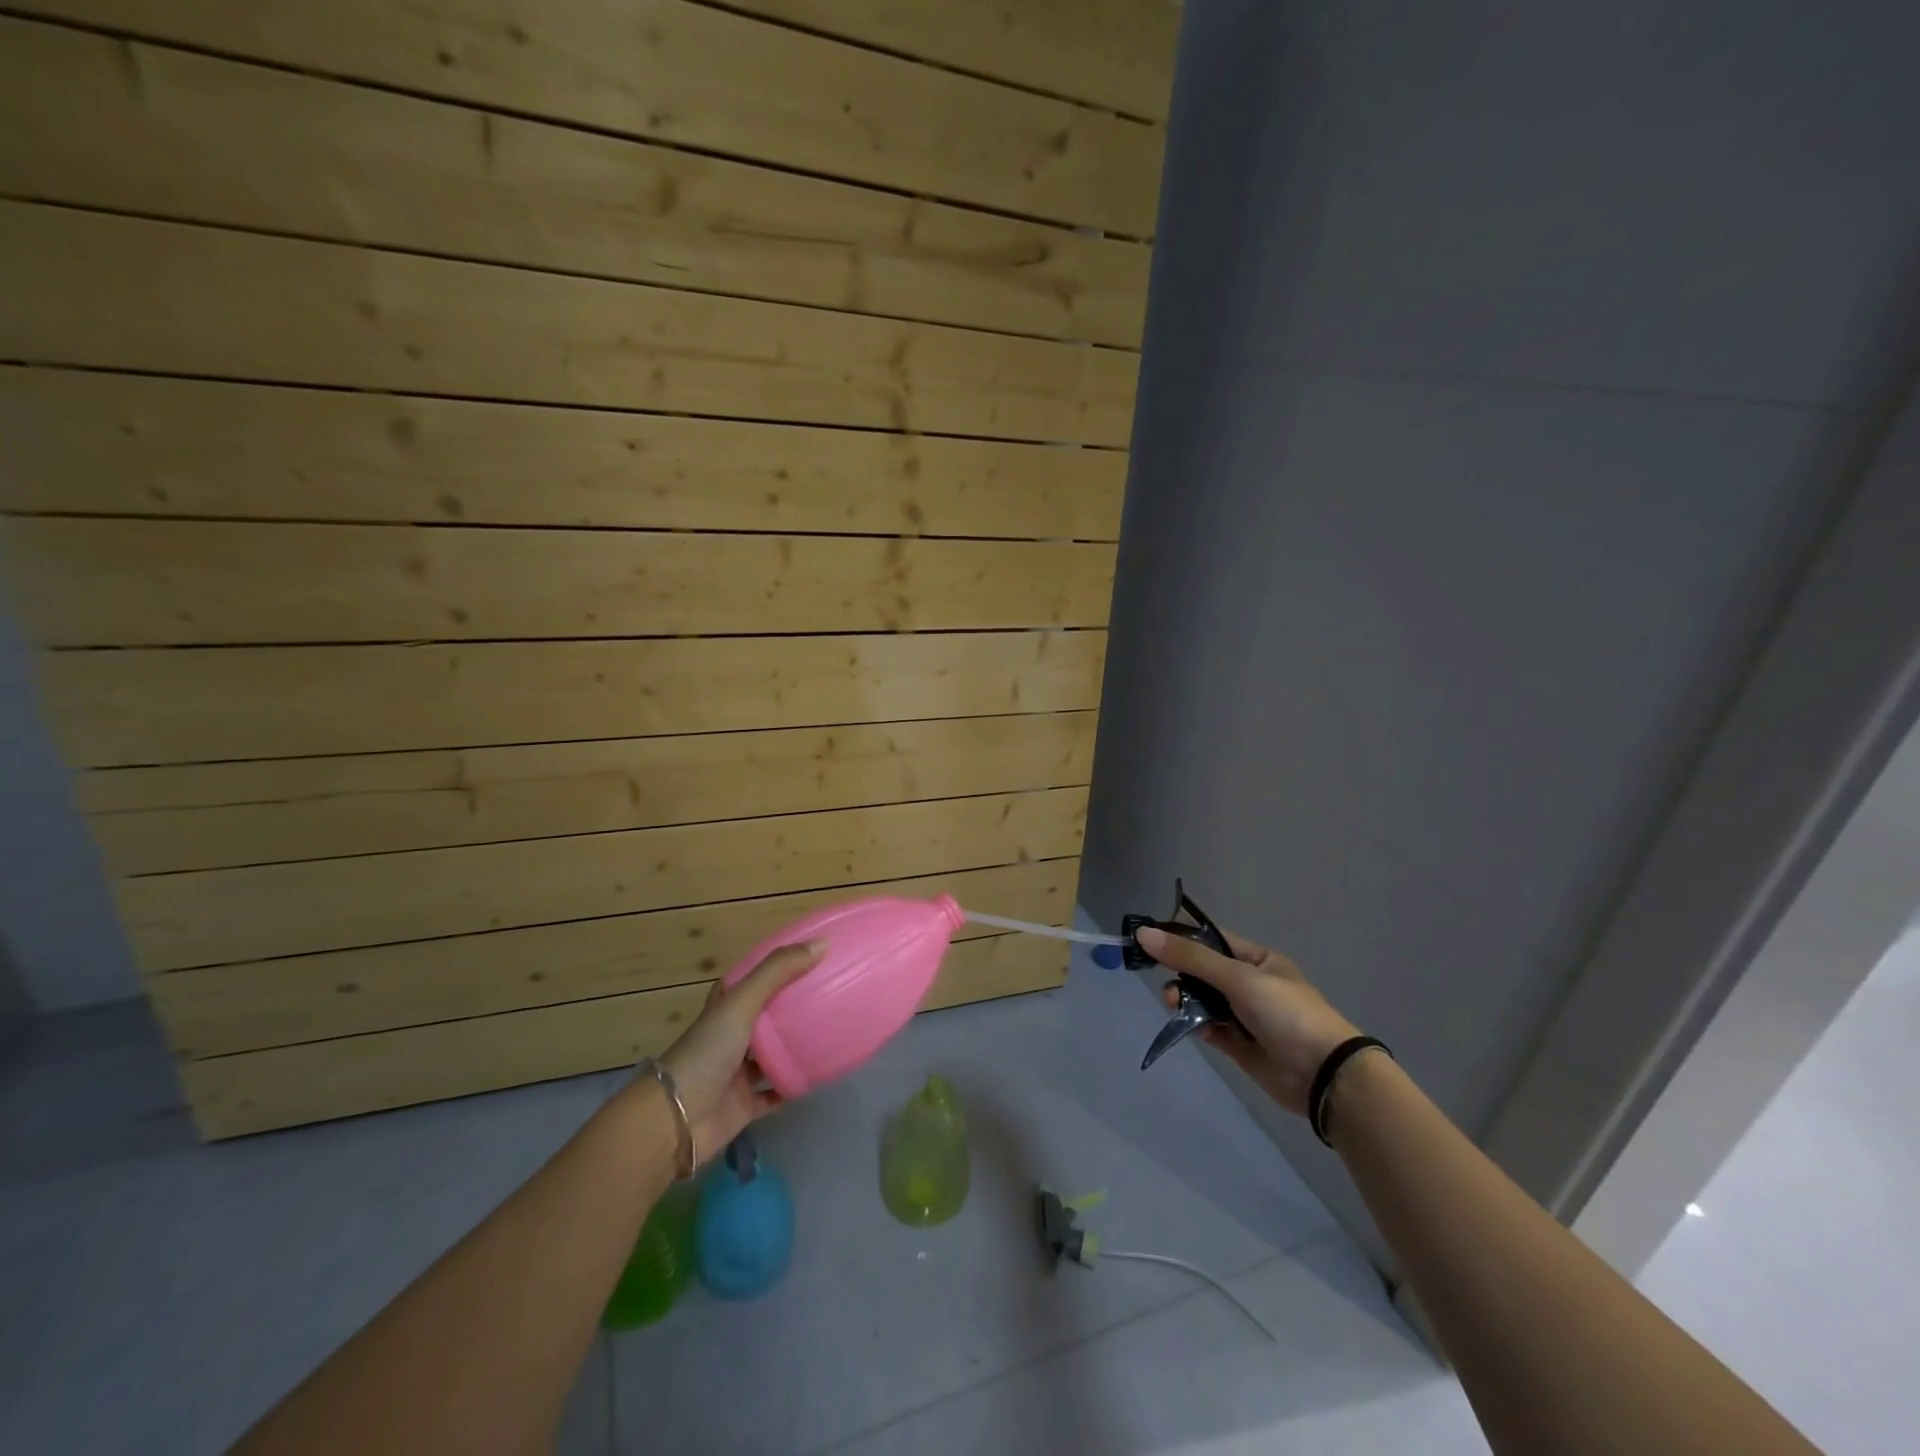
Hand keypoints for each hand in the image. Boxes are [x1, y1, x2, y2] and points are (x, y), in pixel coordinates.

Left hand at [657, 940, 825, 1164]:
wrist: (676, 1121)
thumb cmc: (707, 1052)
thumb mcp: (741, 1002)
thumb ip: (778, 971)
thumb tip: (822, 944)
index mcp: (726, 1007)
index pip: (753, 979)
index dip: (777, 966)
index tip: (811, 956)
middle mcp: (731, 1035)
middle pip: (767, 1014)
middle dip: (794, 1004)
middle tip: (833, 991)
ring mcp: (738, 1071)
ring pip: (774, 1053)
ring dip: (797, 1044)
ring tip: (834, 1029)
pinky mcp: (746, 1104)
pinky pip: (777, 1091)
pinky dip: (795, 1084)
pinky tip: (822, 1074)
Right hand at [1138, 925, 1358, 1117]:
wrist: (1324, 1075)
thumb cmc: (1286, 1013)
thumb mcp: (1238, 977)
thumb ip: (1190, 957)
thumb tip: (1144, 934)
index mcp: (1258, 960)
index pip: (1212, 941)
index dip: (1182, 940)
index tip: (1150, 942)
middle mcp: (1251, 985)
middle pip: (1204, 972)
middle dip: (1181, 975)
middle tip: (1164, 983)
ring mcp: (1246, 1016)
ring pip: (1204, 1001)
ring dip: (1185, 1001)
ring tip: (1172, 1004)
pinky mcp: (1240, 1046)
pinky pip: (1210, 1029)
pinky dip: (1198, 1026)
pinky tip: (1192, 1027)